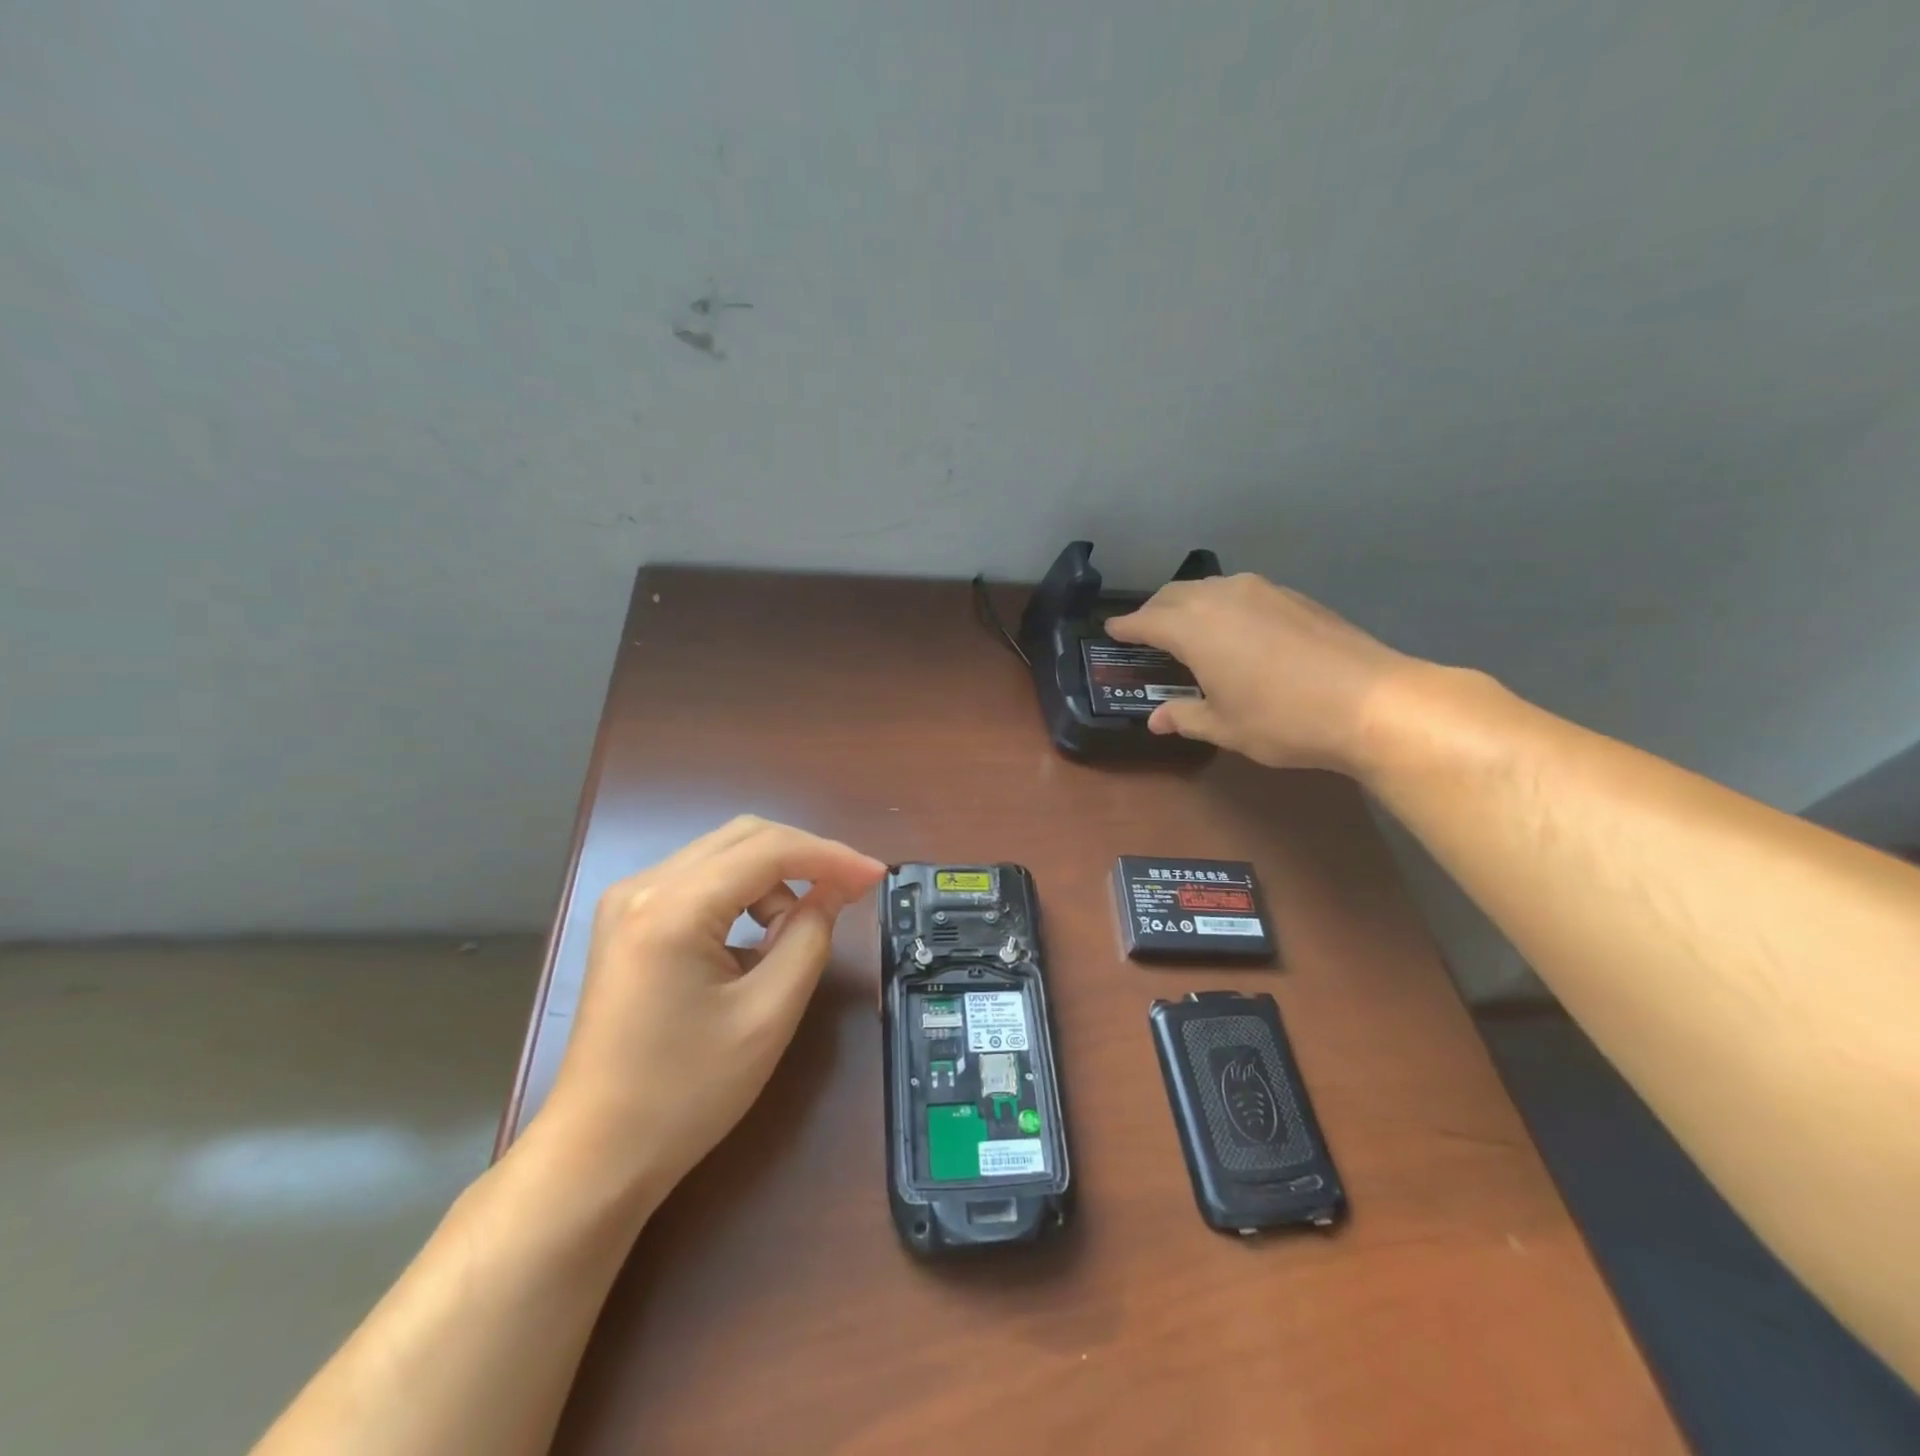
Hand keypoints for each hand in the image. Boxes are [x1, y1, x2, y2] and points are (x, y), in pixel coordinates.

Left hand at [533, 816, 885, 1207]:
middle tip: (850, 889)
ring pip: (723, 855)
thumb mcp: (768, 1015)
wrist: (596, 1155)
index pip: (767, 850)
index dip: (830, 856)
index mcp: (671, 907)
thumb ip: (809, 938)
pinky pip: (700, 881)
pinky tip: (758, 936)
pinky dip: (743, 893)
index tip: (876, 876)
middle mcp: (642, 886)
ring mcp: (628, 901)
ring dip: (773, 877)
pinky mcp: (627, 921)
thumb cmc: (686, 1093)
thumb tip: (834, 890)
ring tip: (796, 931)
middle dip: (805, 857)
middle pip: (743, 837)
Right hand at [1105, 573, 1420, 773]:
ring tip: (1188, 628)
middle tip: (1146, 632)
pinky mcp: (1292, 595)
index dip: (1126, 627)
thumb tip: (1156, 720)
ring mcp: (1261, 590)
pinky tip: (1236, 630)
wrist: (1370, 701)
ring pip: (1209, 587)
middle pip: (1174, 594)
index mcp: (1193, 628)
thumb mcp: (1225, 727)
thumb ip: (1185, 717)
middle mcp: (1221, 597)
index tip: (1111, 631)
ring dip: (1189, 603)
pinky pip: (1241, 592)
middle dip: (1154, 610)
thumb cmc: (1282, 718)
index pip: (1146, 620)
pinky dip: (1223, 605)